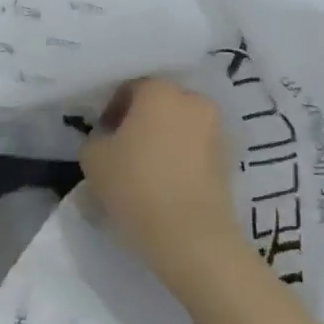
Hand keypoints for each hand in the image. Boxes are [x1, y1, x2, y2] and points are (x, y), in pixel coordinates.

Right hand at [80, 78, 244, 300]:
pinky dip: (182, 159)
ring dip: (164, 140)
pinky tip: (167, 184)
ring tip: (147, 170)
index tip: (104, 136)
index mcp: (160, 90)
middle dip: (141, 121)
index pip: (130, 88)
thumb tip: (107, 138)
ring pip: (181, 126)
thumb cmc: (135, 184)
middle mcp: (193, 101)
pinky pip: (197, 150)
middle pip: (160, 104)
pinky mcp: (229, 161)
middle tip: (124, 150)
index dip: (112, 110)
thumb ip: (96, 138)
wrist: (191, 235)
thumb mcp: (93, 157)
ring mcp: (217, 130)